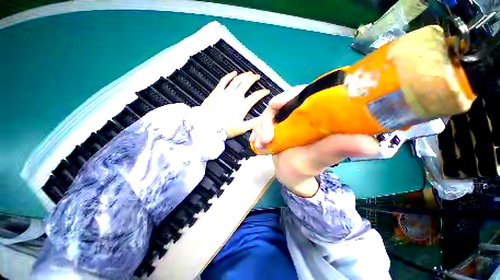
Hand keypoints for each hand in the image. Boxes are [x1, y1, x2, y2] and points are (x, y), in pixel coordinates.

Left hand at [202, 71, 269, 137]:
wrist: (207, 125)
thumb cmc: (225, 128)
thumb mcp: (242, 128)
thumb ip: (254, 123)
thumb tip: (264, 119)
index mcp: (243, 105)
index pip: (256, 96)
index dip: (263, 92)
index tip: (266, 91)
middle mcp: (236, 96)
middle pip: (247, 83)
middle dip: (254, 79)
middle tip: (257, 76)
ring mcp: (226, 92)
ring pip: (237, 80)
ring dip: (244, 75)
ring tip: (249, 73)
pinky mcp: (217, 91)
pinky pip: (224, 80)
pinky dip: (230, 75)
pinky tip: (234, 73)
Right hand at [250, 85, 378, 196]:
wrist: (291, 175)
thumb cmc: (306, 168)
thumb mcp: (320, 159)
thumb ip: (337, 150)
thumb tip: (372, 144)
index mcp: (317, 115)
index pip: (306, 93)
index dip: (290, 95)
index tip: (277, 105)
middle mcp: (301, 114)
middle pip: (282, 103)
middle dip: (269, 118)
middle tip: (266, 138)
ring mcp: (286, 120)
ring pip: (269, 114)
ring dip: (261, 127)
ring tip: (260, 145)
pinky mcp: (275, 127)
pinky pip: (262, 124)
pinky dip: (257, 132)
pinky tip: (257, 144)